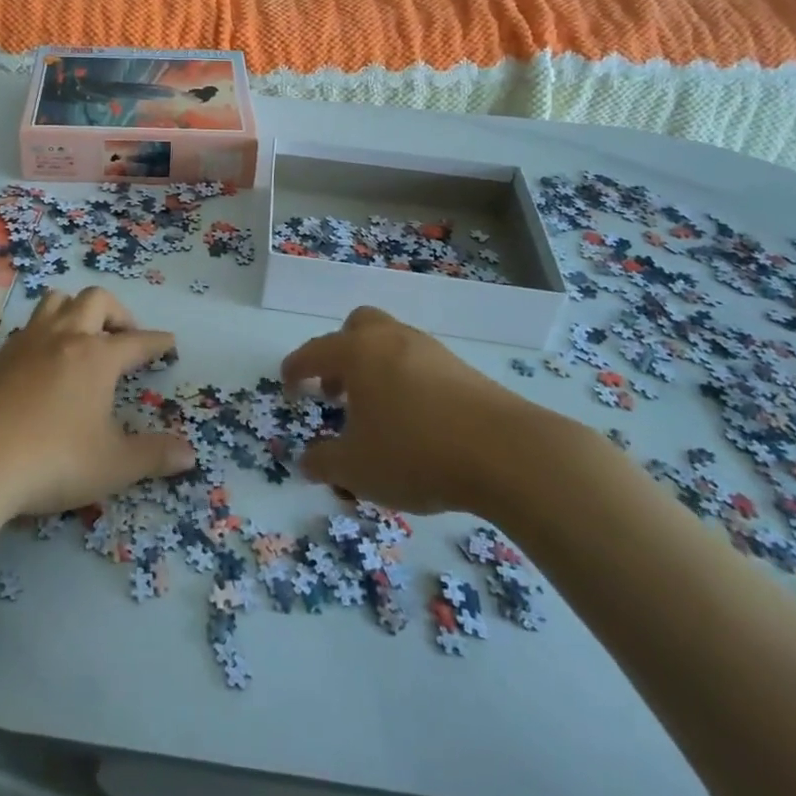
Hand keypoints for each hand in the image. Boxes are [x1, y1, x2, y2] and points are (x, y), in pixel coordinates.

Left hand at [0, 287, 196, 518]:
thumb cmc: (51, 460)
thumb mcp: (112, 466)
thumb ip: (153, 456)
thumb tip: (190, 454)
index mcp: (96, 357)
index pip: (137, 341)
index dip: (157, 342)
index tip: (168, 342)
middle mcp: (64, 338)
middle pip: (96, 300)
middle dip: (117, 313)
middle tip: (124, 338)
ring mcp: (26, 343)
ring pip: (57, 301)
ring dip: (77, 310)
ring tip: (84, 337)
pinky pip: (30, 327)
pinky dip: (47, 331)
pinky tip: (44, 361)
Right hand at [280, 305, 564, 514]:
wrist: (508, 453)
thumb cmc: (417, 453)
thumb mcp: (357, 469)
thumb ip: (324, 463)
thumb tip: (307, 461)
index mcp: (357, 353)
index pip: (314, 352)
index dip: (295, 368)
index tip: (287, 384)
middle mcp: (391, 339)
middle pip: (357, 327)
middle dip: (340, 354)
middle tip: (336, 392)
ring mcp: (430, 350)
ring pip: (391, 344)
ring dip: (374, 369)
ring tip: (376, 413)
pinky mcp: (463, 369)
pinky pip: (419, 364)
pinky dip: (406, 382)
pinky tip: (415, 421)